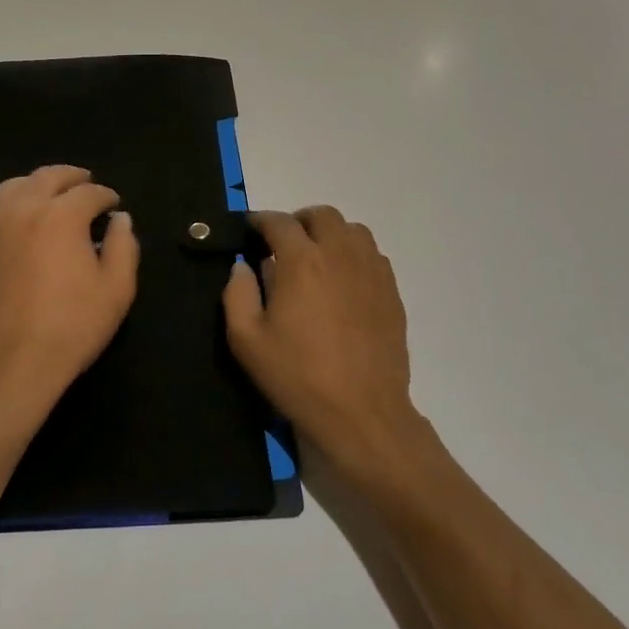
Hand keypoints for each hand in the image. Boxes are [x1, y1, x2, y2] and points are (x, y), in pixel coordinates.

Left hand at [0, 165, 139, 424]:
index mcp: (62, 216)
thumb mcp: (116, 291)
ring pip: (11, 186)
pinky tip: (1, 211)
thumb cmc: (69, 329)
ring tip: (45, 193)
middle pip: (48, 177)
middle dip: (71, 177)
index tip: (113, 205)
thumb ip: (123, 247)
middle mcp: (23, 208)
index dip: (105, 196)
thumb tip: (121, 218)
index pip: (89, 193)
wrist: (8, 366)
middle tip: (84, 183)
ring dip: (34, 184)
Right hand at [223, 207, 422, 466]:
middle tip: (284, 245)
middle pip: (322, 215)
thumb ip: (237, 294)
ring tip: (317, 259)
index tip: (250, 231)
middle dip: (299, 222)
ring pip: (353, 230)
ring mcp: (371, 271)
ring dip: (330, 235)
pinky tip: (344, 281)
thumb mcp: (246, 340)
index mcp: (302, 261)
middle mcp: (339, 254)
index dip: (260, 221)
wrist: (362, 412)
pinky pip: (373, 255)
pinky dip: (354, 255)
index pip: (279, 222)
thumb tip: (242, 266)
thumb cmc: (298, 375)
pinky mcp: (391, 291)